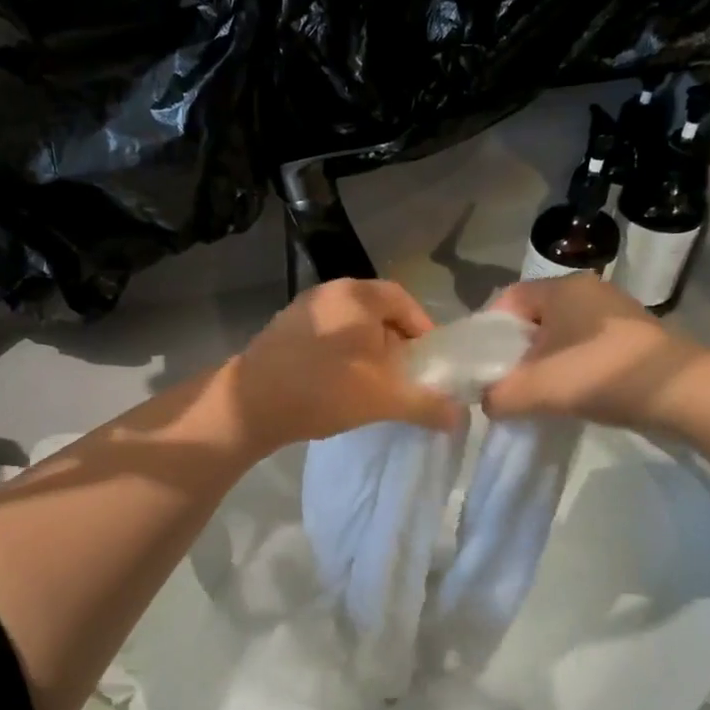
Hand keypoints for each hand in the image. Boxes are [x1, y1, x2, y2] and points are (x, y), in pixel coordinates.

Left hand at [225, 279, 464, 448]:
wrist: (250, 404)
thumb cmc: (323, 390)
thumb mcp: (384, 399)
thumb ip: (426, 404)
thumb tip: (460, 417)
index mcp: (357, 295)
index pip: (404, 301)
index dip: (423, 329)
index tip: (429, 361)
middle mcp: (329, 292)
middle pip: (377, 313)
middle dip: (396, 344)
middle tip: (404, 377)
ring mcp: (301, 310)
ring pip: (350, 327)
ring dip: (367, 353)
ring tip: (373, 387)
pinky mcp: (282, 331)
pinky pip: (326, 338)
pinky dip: (341, 357)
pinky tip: (338, 387)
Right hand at [482, 274, 709, 430]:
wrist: (682, 393)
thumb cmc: (601, 375)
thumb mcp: (536, 389)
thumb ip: (498, 395)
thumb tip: (489, 402)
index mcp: (561, 288)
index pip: (507, 299)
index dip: (487, 332)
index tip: (481, 367)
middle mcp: (587, 290)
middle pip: (533, 319)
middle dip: (514, 352)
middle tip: (506, 384)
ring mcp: (614, 312)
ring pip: (560, 335)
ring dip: (544, 363)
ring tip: (537, 395)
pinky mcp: (633, 336)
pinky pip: (585, 347)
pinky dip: (571, 368)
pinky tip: (571, 395)